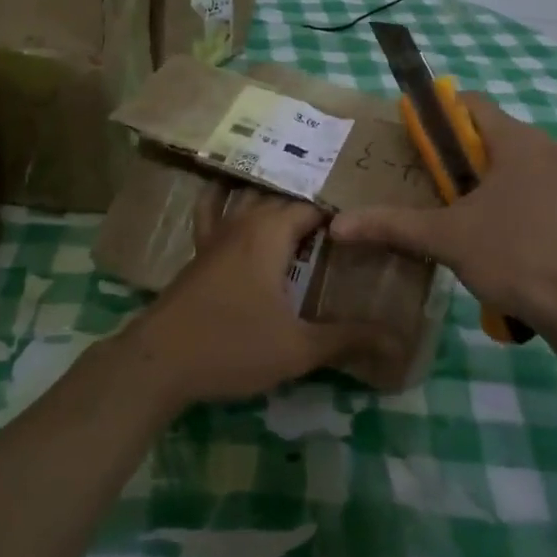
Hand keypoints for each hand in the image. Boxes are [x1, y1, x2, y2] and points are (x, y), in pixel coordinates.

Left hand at [120, 191, 386, 411]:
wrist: (158, 362)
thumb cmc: (232, 347)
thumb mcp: (297, 348)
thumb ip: (348, 339)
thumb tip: (399, 341)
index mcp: (271, 232)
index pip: (315, 207)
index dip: (342, 214)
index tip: (367, 225)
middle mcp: (244, 221)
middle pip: (285, 200)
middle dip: (314, 208)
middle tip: (346, 224)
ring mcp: (216, 233)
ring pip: (251, 200)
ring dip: (277, 202)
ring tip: (305, 212)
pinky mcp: (198, 251)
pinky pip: (213, 211)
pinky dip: (224, 199)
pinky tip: (228, 194)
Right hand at [329, 93, 556, 339]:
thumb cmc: (517, 256)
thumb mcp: (447, 238)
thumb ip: (392, 225)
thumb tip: (338, 225)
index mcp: (518, 140)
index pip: (469, 103)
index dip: (434, 114)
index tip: (408, 142)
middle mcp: (545, 148)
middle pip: (487, 134)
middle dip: (450, 154)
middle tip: (419, 181)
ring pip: (507, 163)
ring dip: (475, 180)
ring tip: (445, 210)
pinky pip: (527, 186)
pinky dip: (501, 198)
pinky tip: (484, 233)